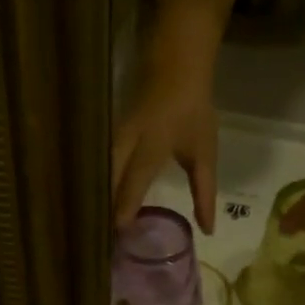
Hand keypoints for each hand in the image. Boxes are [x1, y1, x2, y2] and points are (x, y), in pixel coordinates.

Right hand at [112, 55, 219, 233]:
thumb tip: (207, 231)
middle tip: (103, 238)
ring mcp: (112, 136)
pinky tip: (98, 202)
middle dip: (104, 208)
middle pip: (108, 179)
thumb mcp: (204, 154)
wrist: (174, 66)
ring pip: (99, 171)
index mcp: (150, 147)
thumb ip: (204, 194)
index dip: (125, 208)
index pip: (133, 183)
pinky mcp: (106, 134)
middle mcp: (125, 142)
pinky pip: (98, 164)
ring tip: (97, 224)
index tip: (120, 234)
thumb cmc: (192, 113)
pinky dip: (98, 184)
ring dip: (98, 197)